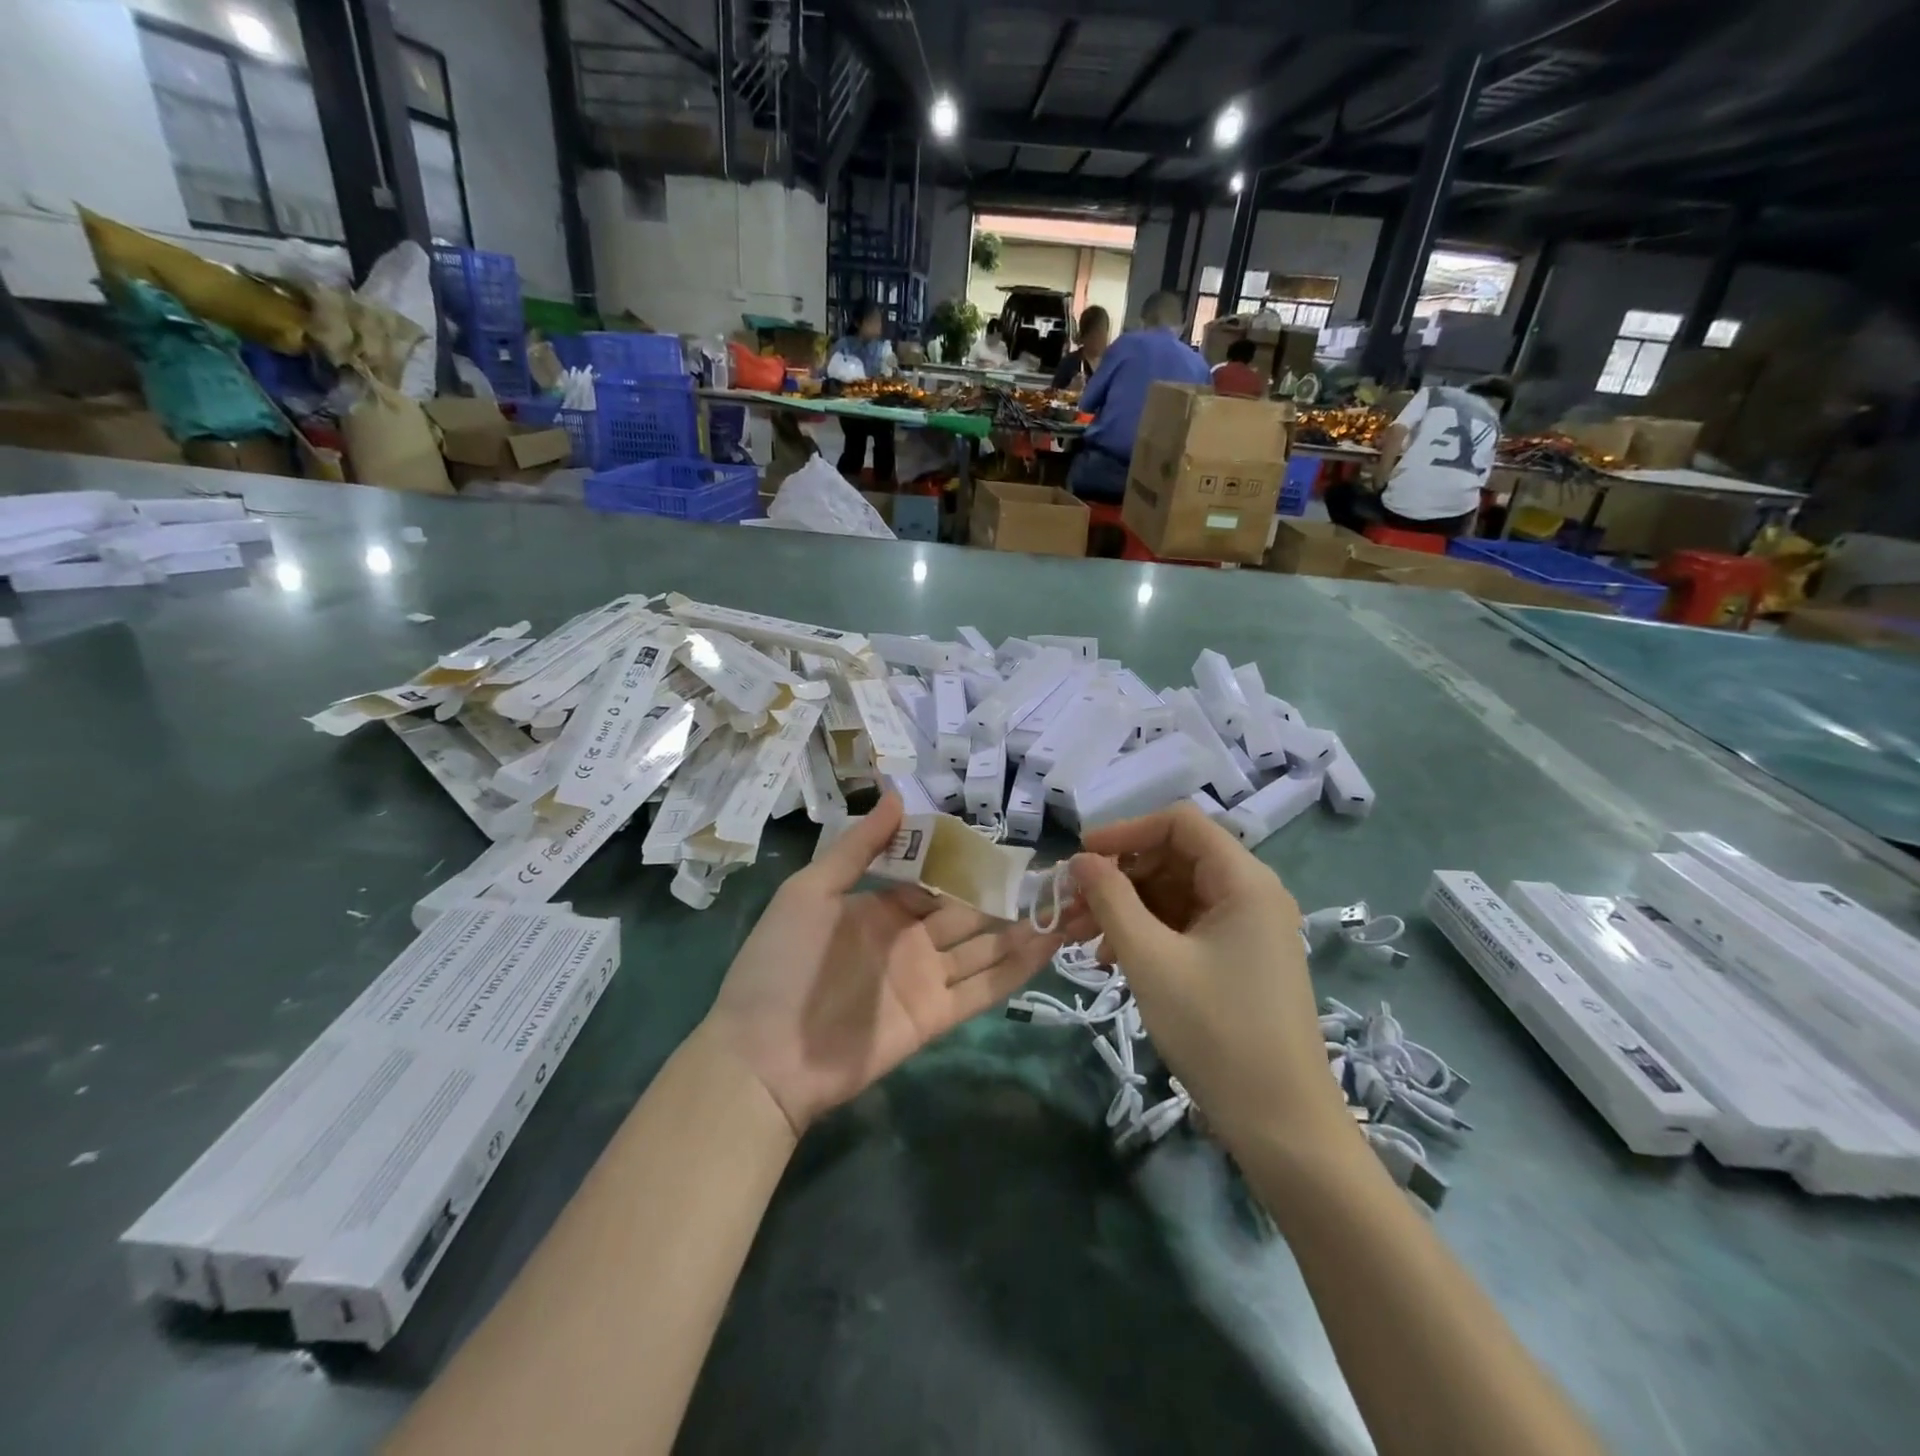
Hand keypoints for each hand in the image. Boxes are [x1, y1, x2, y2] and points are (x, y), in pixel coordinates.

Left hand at [706, 795, 1077, 1133]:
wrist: (763, 1056)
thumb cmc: (780, 963)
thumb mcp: (810, 892)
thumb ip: (858, 848)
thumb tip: (897, 795)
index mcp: (881, 908)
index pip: (936, 879)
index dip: (970, 863)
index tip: (1010, 845)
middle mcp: (910, 939)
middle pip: (969, 911)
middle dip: (1010, 893)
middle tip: (1058, 873)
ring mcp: (926, 978)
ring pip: (987, 947)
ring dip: (1027, 928)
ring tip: (1073, 904)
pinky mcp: (937, 1015)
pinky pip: (984, 988)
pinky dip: (1018, 968)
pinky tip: (1052, 945)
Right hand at [1070, 805, 1351, 1151]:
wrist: (1282, 1125)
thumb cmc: (1216, 1031)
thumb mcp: (1151, 959)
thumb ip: (1111, 899)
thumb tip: (1081, 860)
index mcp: (1244, 881)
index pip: (1179, 823)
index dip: (1126, 831)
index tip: (1081, 858)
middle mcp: (1251, 894)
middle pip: (1175, 858)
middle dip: (1119, 877)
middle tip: (1072, 907)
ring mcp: (1248, 928)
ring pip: (1175, 894)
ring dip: (1127, 908)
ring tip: (1084, 940)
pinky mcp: (1240, 958)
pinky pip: (1186, 925)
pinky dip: (1148, 933)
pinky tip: (1114, 959)